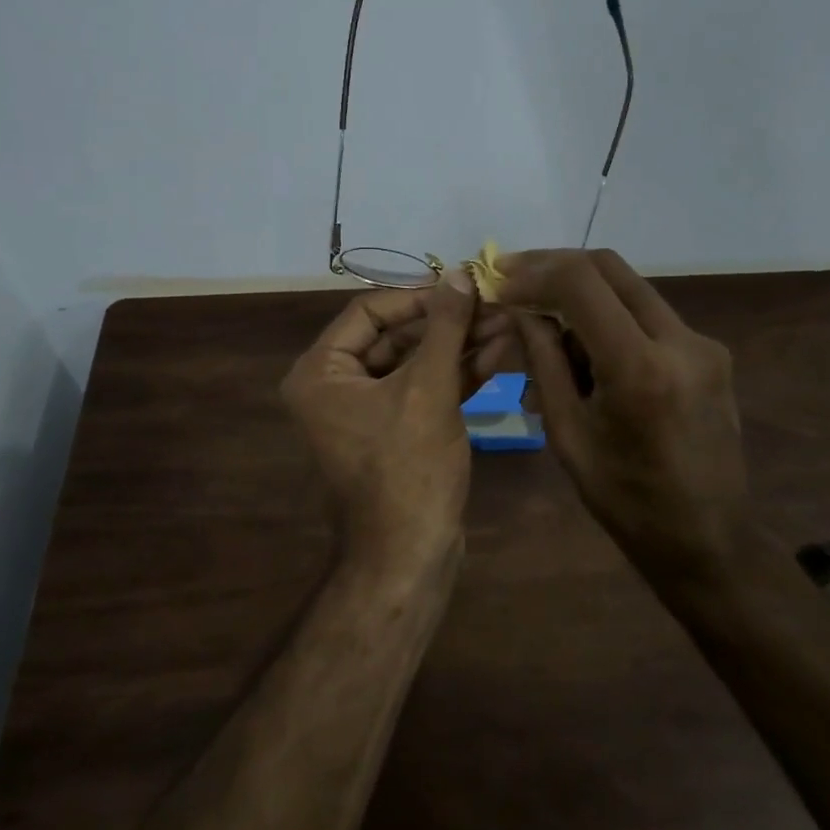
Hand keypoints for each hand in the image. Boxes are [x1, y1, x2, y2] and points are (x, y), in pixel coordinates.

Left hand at [281, 272, 481, 566]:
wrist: (408, 556)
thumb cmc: (407, 469)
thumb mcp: (428, 388)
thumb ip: (444, 326)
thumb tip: (458, 273)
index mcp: (321, 372)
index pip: (369, 311)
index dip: (418, 294)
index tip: (463, 285)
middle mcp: (337, 387)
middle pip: (395, 336)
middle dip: (448, 322)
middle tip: (496, 305)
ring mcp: (368, 412)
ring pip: (416, 363)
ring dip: (460, 345)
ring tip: (508, 324)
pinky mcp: (397, 432)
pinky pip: (424, 390)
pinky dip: (458, 375)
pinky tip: (499, 354)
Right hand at [497, 249, 752, 585]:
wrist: (707, 539)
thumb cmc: (625, 501)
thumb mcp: (568, 434)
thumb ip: (544, 362)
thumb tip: (521, 309)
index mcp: (639, 367)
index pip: (581, 282)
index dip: (533, 273)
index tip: (500, 283)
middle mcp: (680, 341)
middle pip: (610, 268)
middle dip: (556, 267)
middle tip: (515, 279)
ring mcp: (702, 344)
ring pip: (631, 288)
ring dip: (584, 294)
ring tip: (545, 328)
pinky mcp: (711, 353)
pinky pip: (650, 317)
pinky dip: (611, 319)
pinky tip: (587, 353)